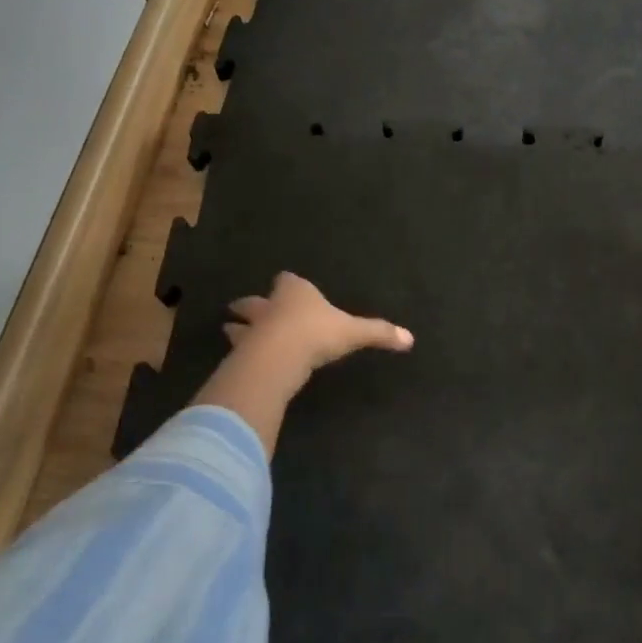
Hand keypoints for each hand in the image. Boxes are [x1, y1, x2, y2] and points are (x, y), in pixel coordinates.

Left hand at [223, 272, 413, 375]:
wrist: (281, 355)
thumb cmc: (318, 333)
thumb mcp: (354, 332)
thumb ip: (379, 333)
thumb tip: (410, 338)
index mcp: (297, 292)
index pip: (288, 281)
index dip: (288, 285)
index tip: (287, 287)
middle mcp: (271, 305)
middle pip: (256, 302)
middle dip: (251, 305)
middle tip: (241, 309)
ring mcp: (252, 329)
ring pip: (241, 325)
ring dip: (238, 329)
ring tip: (231, 331)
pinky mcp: (241, 353)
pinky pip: (238, 351)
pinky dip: (239, 355)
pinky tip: (239, 362)